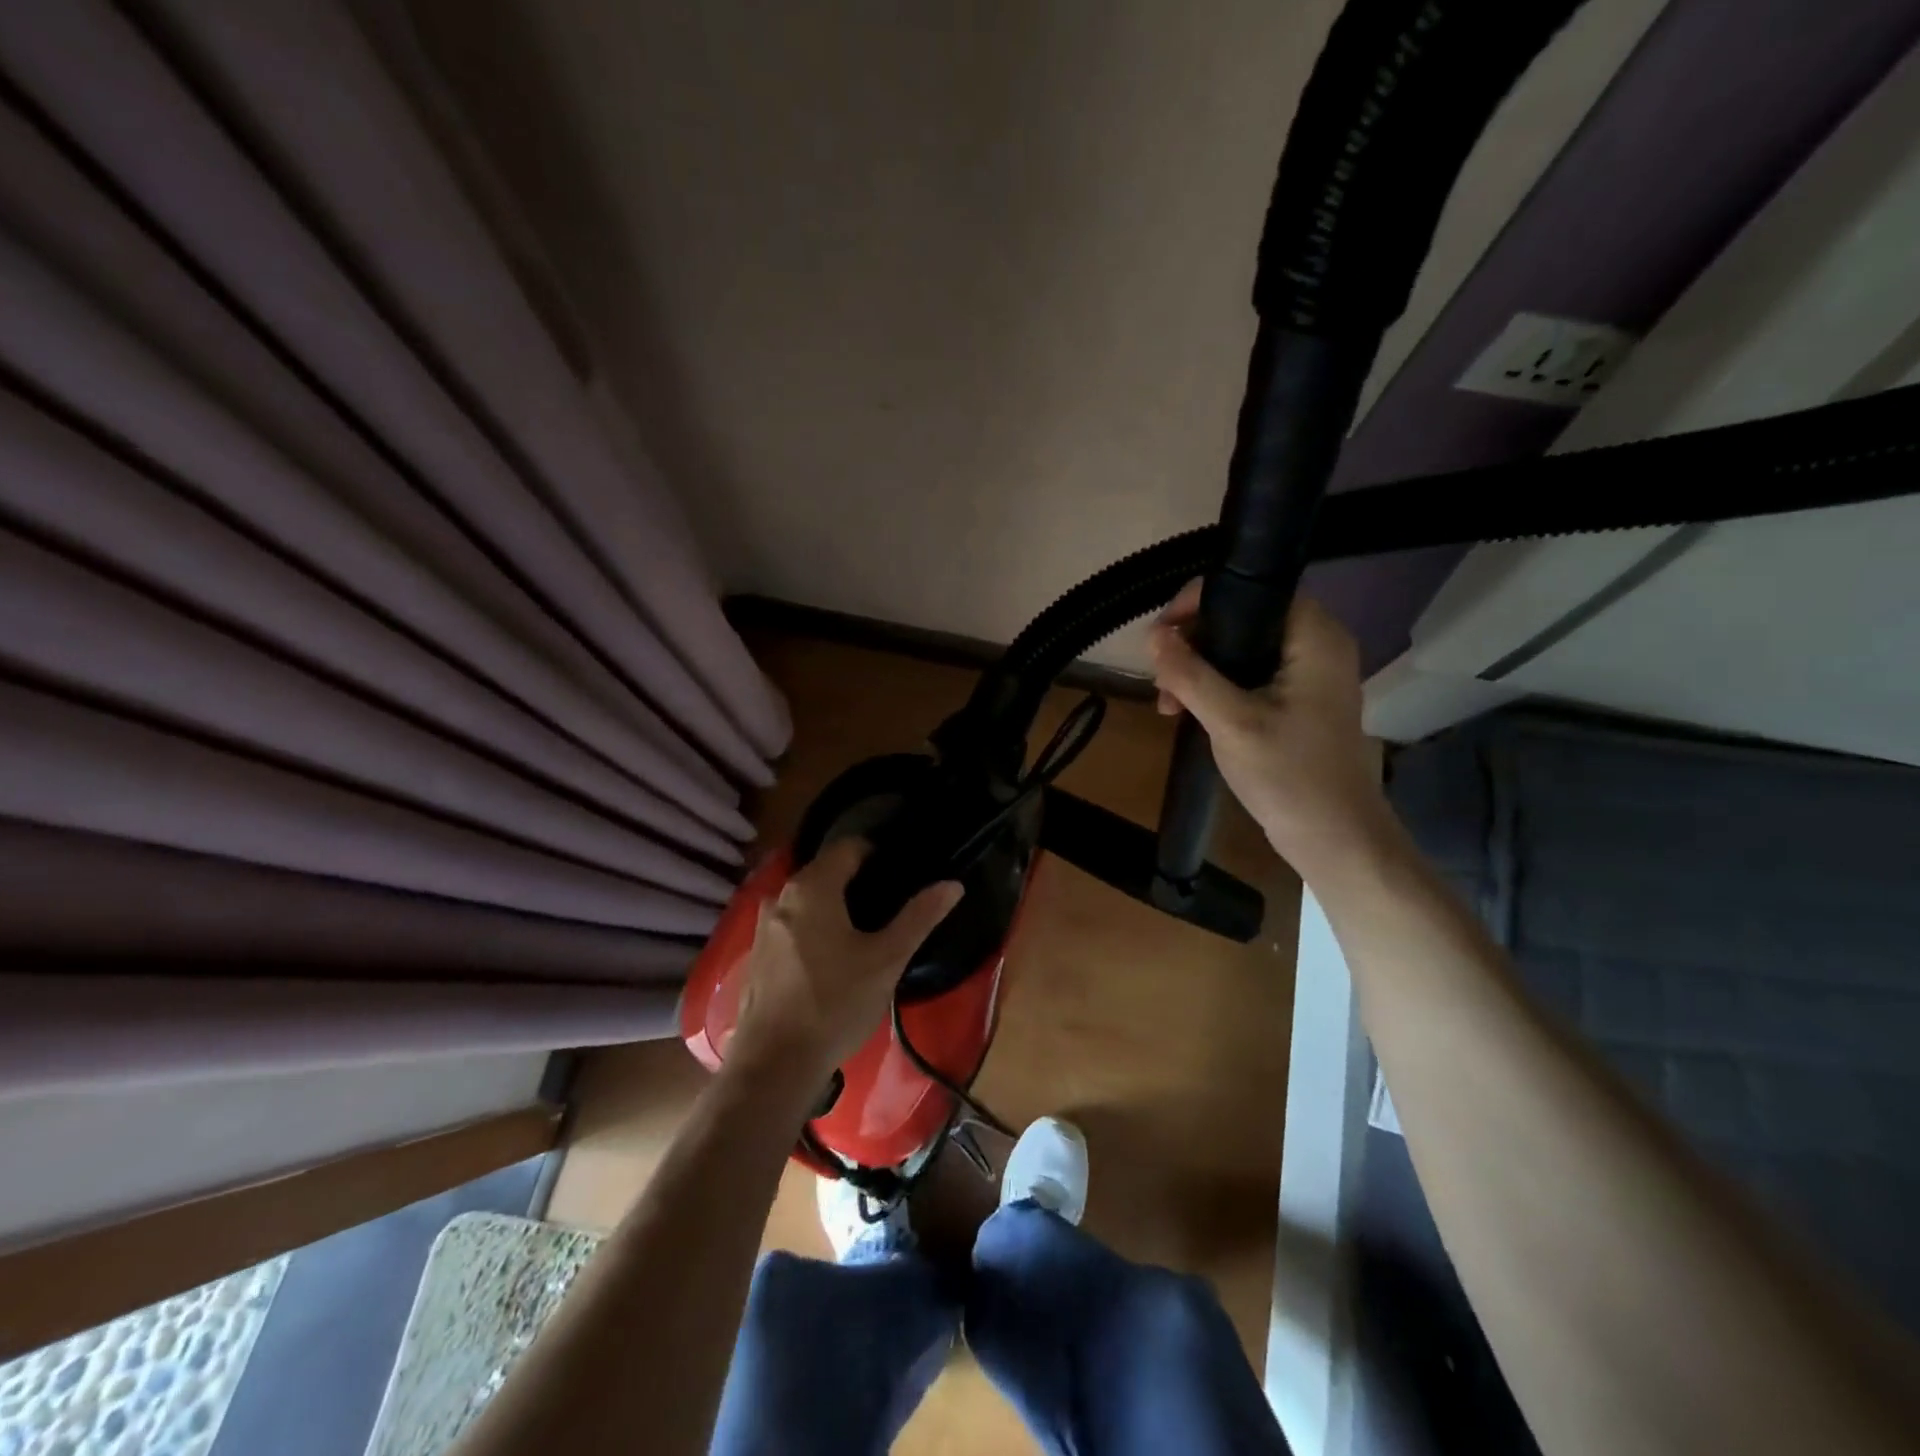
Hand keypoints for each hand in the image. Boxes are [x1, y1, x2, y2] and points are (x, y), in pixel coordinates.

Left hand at [725, 839, 963, 1091]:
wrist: (773, 1065)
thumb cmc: (835, 1003)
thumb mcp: (886, 960)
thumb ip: (919, 916)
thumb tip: (952, 884)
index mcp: (812, 887)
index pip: (849, 847)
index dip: (878, 855)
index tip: (902, 875)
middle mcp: (781, 896)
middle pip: (826, 871)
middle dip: (858, 881)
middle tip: (891, 907)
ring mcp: (763, 925)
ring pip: (807, 900)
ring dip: (835, 907)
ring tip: (866, 933)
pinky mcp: (756, 954)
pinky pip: (792, 924)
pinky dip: (814, 928)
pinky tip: (832, 959)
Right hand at [1148, 583, 1396, 876]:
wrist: (1334, 838)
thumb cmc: (1289, 775)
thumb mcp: (1231, 721)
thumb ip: (1190, 674)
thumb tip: (1152, 635)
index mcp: (1314, 636)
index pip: (1252, 590)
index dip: (1200, 604)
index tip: (1161, 637)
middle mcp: (1317, 644)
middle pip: (1242, 618)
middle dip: (1193, 645)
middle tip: (1162, 681)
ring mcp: (1309, 674)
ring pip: (1241, 649)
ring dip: (1199, 670)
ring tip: (1169, 706)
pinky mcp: (1299, 700)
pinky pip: (1249, 676)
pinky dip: (1217, 688)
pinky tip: (1189, 712)